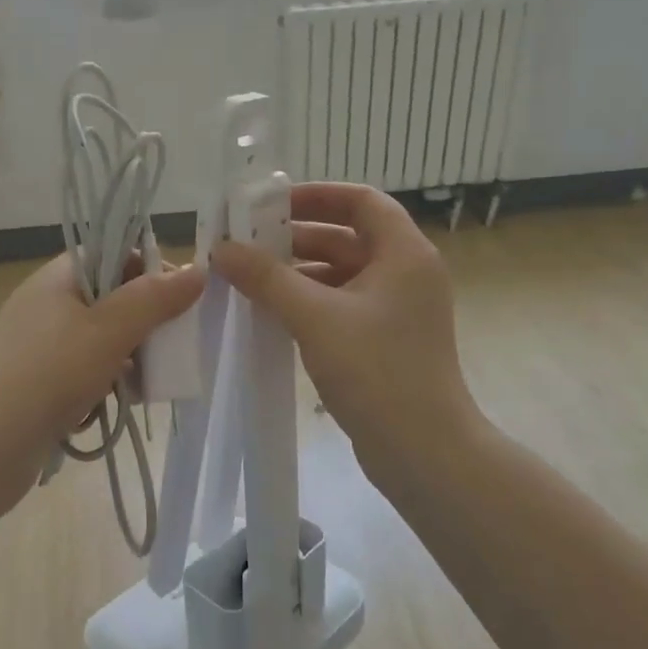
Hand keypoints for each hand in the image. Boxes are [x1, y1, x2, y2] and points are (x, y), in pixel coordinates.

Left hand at [0, 253, 204, 484]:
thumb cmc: (51, 373)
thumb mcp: (110, 330)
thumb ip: (155, 299)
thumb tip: (197, 270)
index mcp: (58, 278)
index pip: (112, 254)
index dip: (148, 270)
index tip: (178, 300)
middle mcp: (46, 304)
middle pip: (109, 298)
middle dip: (142, 322)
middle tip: (168, 346)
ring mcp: (39, 346)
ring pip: (99, 339)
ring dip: (127, 357)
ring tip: (145, 382)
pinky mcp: (37, 383)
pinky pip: (82, 372)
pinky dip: (103, 383)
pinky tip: (115, 404)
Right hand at [212, 182, 477, 478]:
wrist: (424, 453)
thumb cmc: (376, 372)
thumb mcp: (315, 317)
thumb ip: (267, 278)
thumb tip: (222, 249)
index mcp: (404, 254)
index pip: (361, 201)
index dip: (317, 195)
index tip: (271, 205)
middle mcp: (406, 273)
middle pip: (348, 236)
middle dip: (297, 236)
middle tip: (248, 243)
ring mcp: (397, 309)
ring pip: (342, 273)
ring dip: (299, 271)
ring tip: (250, 278)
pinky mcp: (385, 340)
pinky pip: (342, 304)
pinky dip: (310, 301)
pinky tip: (272, 312)